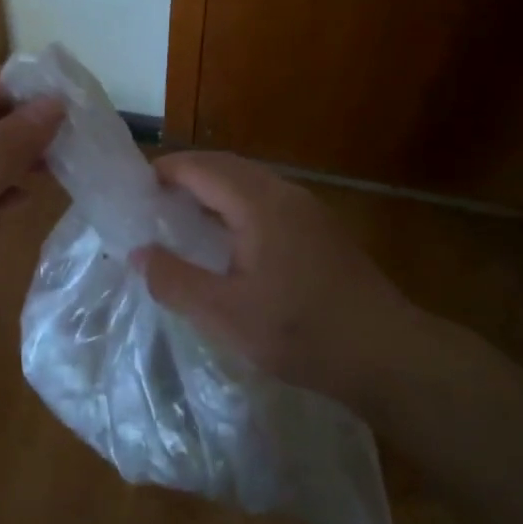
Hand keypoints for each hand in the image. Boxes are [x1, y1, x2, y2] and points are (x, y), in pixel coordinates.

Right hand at [134, 152, 441, 407]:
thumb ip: (176, 281)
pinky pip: (269, 202)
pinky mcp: (323, 232)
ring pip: (251, 184)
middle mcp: (286, 194)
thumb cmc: (302, 332)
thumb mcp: (225, 314)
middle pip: (227, 167)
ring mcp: (310, 211)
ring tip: (184, 220)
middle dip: (187, 176)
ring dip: (214, 191)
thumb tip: (139, 253)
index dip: (166, 171)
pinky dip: (237, 207)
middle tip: (152, 202)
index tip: (134, 188)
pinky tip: (230, 243)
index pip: (202, 168)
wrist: (389, 356)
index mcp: (259, 204)